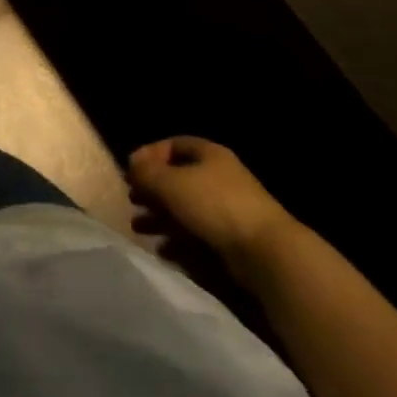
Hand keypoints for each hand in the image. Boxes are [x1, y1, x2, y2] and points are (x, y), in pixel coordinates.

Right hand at [127, 137, 292, 264]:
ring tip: (139, 228)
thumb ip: (146, 173)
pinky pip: (197, 234)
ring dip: (159, 217)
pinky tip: (163, 249)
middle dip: (152, 190)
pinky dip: (177, 240)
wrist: (265, 252)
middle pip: (177, 178)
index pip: (174, 145)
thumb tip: (133, 167)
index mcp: (209, 155)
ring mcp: (228, 209)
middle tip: (133, 200)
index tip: (131, 171)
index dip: (149, 154)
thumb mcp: (170, 183)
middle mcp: (219, 177)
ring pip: (185, 208)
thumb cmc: (214, 205)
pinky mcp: (232, 238)